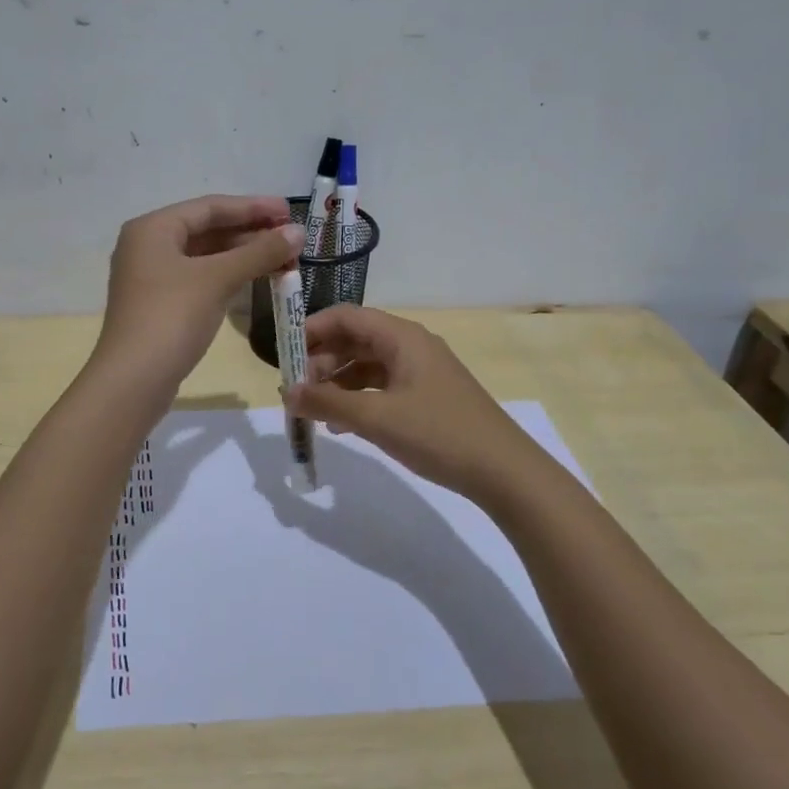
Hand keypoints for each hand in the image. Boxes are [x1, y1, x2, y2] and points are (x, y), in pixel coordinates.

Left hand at [95, 195, 303, 392]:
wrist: (133, 380)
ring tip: (282, 258)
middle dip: (250, 232)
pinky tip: (255, 279)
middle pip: (207, 229)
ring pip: (204, 256)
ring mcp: (152, 277)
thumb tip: (299, 232)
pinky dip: (228, 275)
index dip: (252, 207)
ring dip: (242, 255)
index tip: (289, 212)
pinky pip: (199, 278)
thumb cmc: (172, 318)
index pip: (210, 207)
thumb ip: (259, 252)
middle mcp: (148, 246)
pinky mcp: (160, 304)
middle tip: (291, 238)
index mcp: (153, 228)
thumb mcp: (218, 280)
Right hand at [286, 305, 553, 505]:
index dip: (311, 330)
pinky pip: (383, 386)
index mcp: (401, 337)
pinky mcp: (428, 396)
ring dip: (338, 383)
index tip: (284, 356)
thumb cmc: (438, 434)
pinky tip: (343, 425)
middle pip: (355, 339)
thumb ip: (328, 402)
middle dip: (321, 361)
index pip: (346, 316)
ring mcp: (422, 371)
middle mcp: (411, 345)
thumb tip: (287, 393)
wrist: (504, 471)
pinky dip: (359, 399)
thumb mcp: (376, 418)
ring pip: (367, 365)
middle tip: (297, 391)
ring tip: (314, 411)